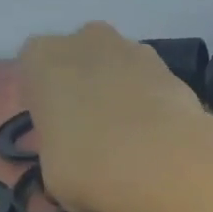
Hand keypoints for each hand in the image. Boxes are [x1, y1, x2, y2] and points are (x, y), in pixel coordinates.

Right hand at [18, 24, 205, 211]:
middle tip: (97, 134)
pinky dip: (156, 106)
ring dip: (125, 95)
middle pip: (82, 63)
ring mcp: (137, 50)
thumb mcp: (50, 171)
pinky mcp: (176, 70)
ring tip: (135, 140)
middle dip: (88, 90)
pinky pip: (155, 87)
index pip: (36, 75)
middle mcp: (87, 40)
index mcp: (41, 57)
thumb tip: (75, 161)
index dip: (49, 106)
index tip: (60, 134)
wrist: (164, 162)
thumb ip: (58, 151)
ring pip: (122, 71)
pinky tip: (161, 138)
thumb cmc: (89, 165)